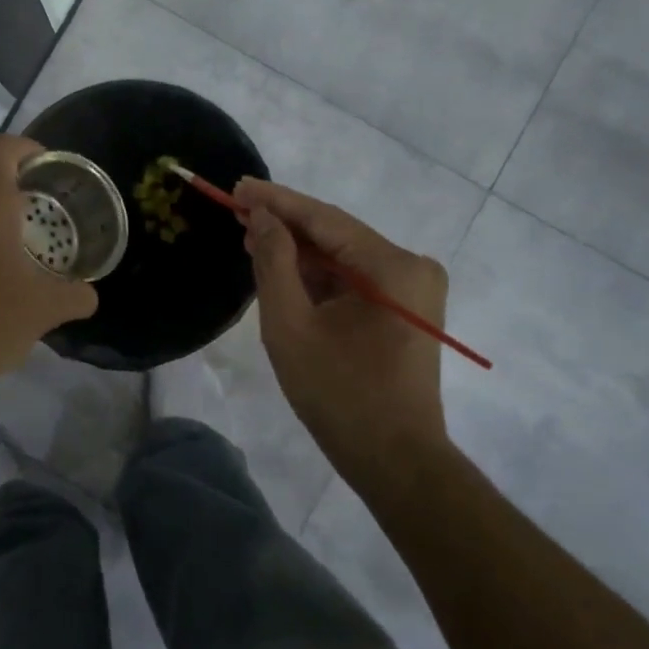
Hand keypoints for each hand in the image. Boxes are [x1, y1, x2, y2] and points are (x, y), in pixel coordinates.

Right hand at [238, 179, 451, 476]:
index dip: (276, 201)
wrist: (396, 462)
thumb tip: (260, 216)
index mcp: (393, 266)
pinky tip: (281, 268)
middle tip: (236, 210)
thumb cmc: (340, 395)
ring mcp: (412, 289)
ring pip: (343, 257)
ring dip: (298, 251)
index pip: (324, 219)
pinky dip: (317, 275)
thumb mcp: (291, 325)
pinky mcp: (405, 309)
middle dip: (284, 225)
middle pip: (335, 234)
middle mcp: (411, 267)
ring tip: (249, 238)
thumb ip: (274, 262)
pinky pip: (354, 279)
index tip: (237, 186)